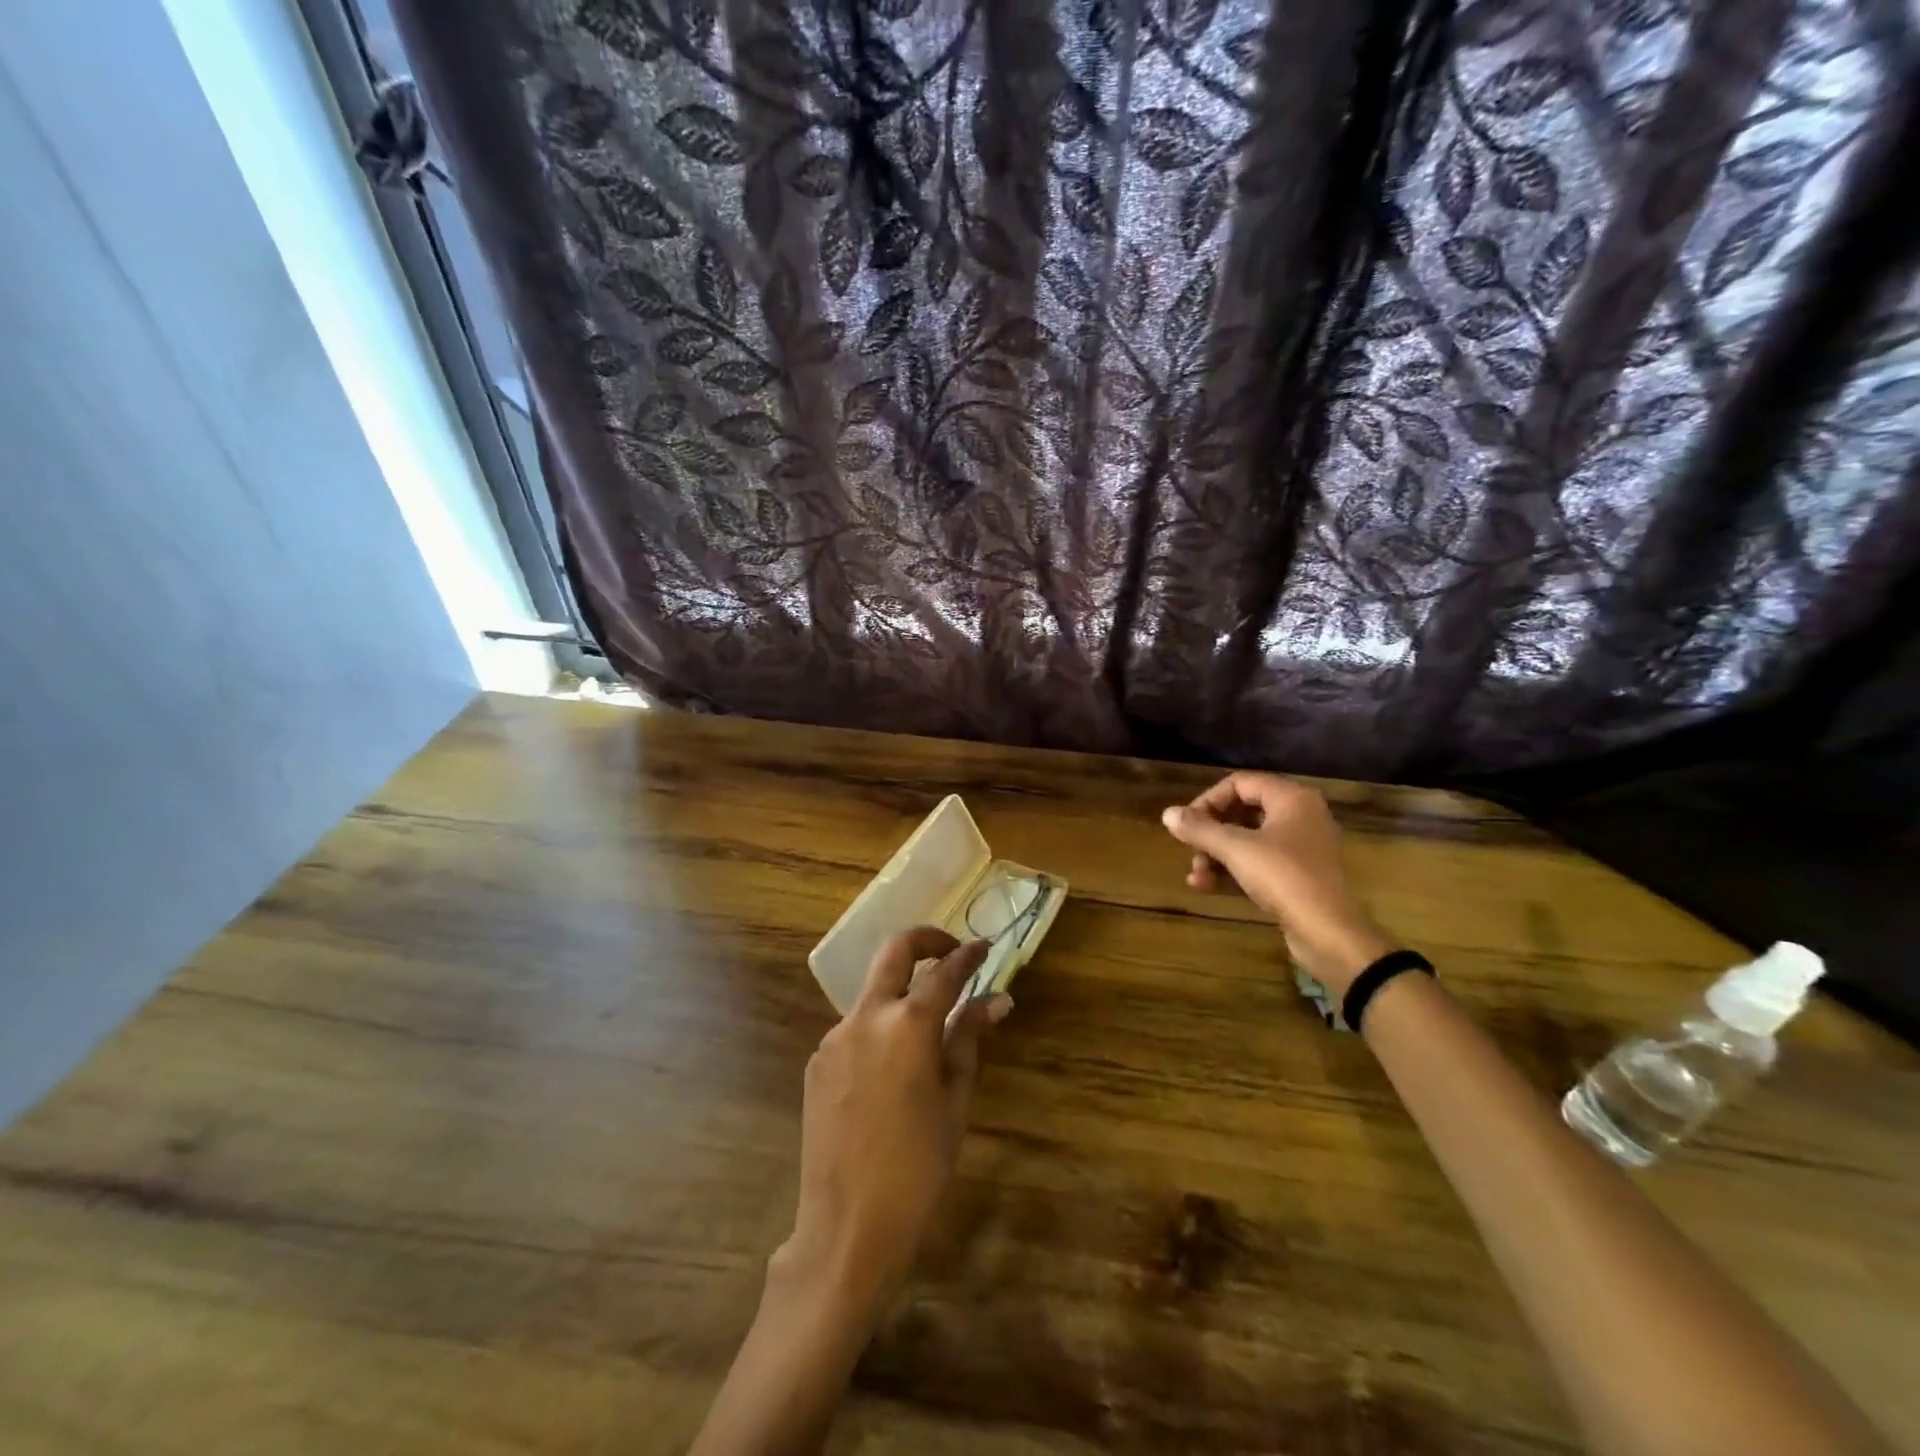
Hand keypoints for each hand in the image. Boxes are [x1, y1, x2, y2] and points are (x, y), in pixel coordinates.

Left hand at [777, 928, 1010, 1319]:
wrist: (847, 1226)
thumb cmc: (918, 1167)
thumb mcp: (954, 1101)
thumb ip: (968, 1039)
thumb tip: (996, 999)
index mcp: (909, 1024)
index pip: (945, 972)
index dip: (968, 956)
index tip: (984, 947)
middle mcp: (867, 1016)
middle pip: (895, 951)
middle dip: (925, 940)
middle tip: (950, 951)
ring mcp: (835, 1036)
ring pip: (873, 993)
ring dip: (900, 993)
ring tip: (925, 1030)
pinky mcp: (816, 1061)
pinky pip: (854, 1028)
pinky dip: (878, 1028)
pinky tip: (891, 1068)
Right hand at [1162, 772, 1392, 995]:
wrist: (1328, 932)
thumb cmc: (1283, 877)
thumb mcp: (1235, 849)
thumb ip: (1199, 829)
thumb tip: (1167, 813)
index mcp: (1291, 799)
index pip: (1241, 783)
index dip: (1209, 799)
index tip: (1187, 822)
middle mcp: (1300, 816)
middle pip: (1243, 812)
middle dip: (1210, 832)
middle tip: (1189, 848)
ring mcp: (1301, 848)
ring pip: (1248, 840)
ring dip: (1217, 855)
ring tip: (1195, 875)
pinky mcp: (1298, 876)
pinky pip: (1259, 863)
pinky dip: (1233, 871)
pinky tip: (1206, 886)